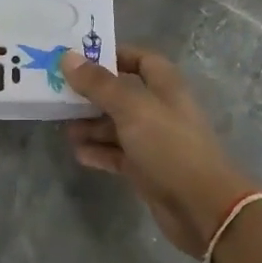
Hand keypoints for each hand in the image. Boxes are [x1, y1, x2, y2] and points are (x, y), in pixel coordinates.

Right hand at [63, 46, 261, 257]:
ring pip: (117, 125)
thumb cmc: (169, 146)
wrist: (202, 207)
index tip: (79, 58)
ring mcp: (154, 141)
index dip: (112, 55)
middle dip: (93, 93)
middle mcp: (160, 109)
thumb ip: (99, 84)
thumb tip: (68, 57)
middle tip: (59, 94)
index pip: (139, 58)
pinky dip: (99, 152)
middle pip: (122, 93)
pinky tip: (78, 153)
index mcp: (165, 86)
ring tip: (63, 127)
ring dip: (92, 125)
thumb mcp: (132, 108)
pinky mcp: (147, 170)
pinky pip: (118, 154)